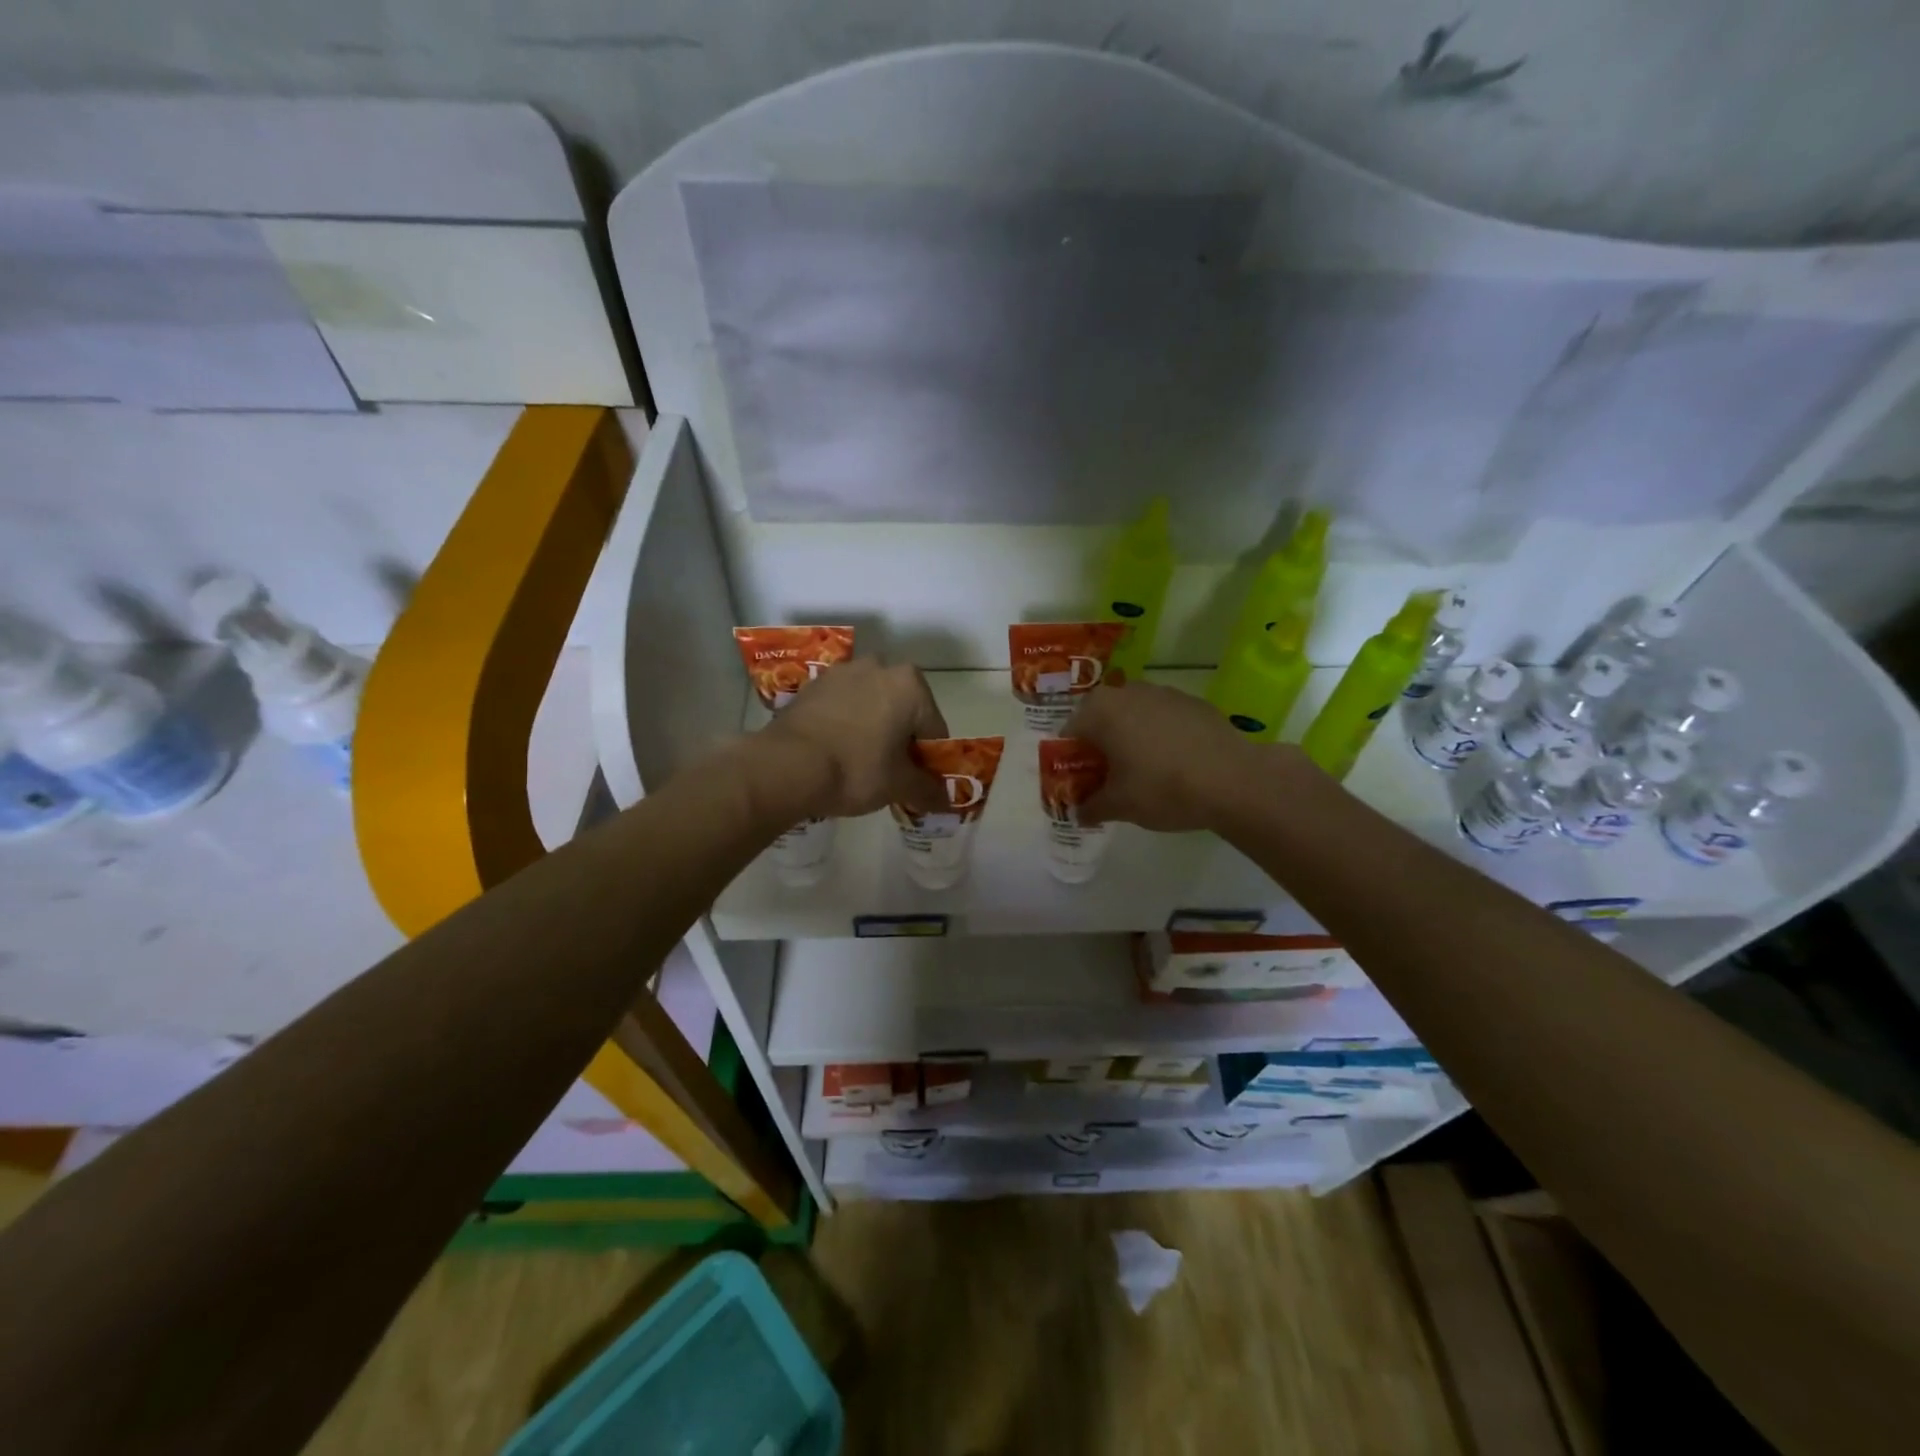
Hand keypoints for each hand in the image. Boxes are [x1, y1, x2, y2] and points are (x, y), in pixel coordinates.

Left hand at [755, 658, 949, 819]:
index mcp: (910, 684)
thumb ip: (929, 789)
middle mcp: (879, 666)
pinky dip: (846, 724)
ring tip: (859, 763)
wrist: (786, 766)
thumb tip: (947, 799)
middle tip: (889, 773)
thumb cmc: (856, 770)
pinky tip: (836, 751)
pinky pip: (843, 706)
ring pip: (871, 705)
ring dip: (873, 728)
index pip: (934, 729)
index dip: (929, 759)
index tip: (916, 781)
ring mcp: (842, 672)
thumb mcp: (899, 785)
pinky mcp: (813, 685)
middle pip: (903, 710)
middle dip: (900, 738)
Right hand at [1063, 680, 1266, 831]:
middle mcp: (1127, 692)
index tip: (1080, 782)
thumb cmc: (1162, 788)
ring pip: (1133, 714)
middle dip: (1100, 744)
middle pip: (1100, 717)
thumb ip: (1092, 807)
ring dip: (1129, 736)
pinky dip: (1159, 734)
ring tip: (1141, 769)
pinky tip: (1173, 762)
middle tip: (1108, 776)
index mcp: (1100, 711)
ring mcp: (1163, 692)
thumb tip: (1079, 813)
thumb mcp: (1119, 806)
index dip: (1070, 758)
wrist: (1233, 780)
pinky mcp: (1193, 702)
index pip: (1070, 732)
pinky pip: (1163, 717)